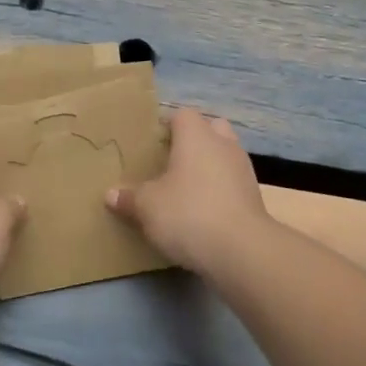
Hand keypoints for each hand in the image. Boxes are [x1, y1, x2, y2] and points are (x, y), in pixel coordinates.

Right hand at [106, 108, 268, 274]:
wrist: (241, 251)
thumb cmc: (188, 214)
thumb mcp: (147, 207)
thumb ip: (129, 198)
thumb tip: (111, 194)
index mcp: (197, 136)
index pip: (183, 114)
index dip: (167, 125)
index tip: (152, 144)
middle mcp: (223, 145)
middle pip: (210, 128)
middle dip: (193, 140)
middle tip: (171, 161)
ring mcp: (244, 170)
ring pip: (224, 155)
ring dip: (209, 165)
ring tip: (186, 188)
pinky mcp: (254, 196)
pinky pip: (232, 181)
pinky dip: (220, 189)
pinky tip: (203, 210)